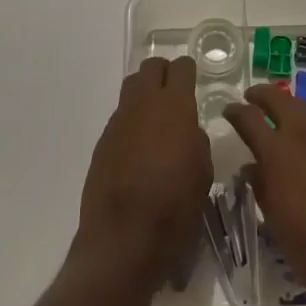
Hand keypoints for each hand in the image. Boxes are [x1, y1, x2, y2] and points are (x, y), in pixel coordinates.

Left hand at [77, 56, 212, 290]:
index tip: (194, 79)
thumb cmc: (176, 205)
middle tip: (175, 93)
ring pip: (131, 90)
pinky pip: (120, 119)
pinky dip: (132, 123)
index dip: (188, 70)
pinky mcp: (102, 143)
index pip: (181, 68)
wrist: (125, 237)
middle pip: (150, 68)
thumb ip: (196, 140)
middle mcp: (143, 105)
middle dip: (163, 74)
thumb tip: (186, 132)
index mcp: (174, 107)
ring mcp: (118, 122)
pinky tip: (140, 150)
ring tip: (157, 121)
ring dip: (145, 96)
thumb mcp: (203, 171)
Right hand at [224, 84, 305, 305]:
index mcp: (277, 153)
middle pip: (280, 100)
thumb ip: (260, 185)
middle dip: (262, 95)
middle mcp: (303, 136)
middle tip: (251, 98)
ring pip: (305, 109)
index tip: (228, 110)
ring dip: (287, 106)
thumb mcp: (273, 218)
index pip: (249, 118)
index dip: (235, 111)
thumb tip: (251, 167)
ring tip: (277, 112)